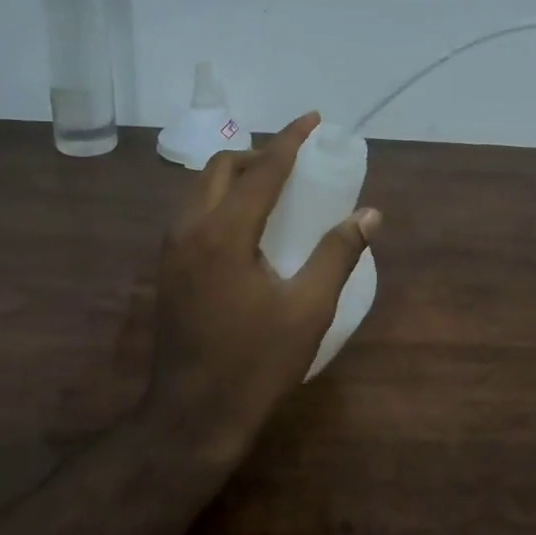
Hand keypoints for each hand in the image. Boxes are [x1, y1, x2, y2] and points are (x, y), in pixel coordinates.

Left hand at [148, 111, 379, 461]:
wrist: (193, 415)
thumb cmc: (256, 364)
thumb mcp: (308, 310)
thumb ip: (338, 255)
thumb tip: (369, 215)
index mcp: (224, 234)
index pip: (262, 169)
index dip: (290, 140)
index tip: (312, 118)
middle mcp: (189, 230)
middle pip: (220, 168)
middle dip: (258, 154)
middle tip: (294, 165)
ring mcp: (170, 251)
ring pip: (198, 189)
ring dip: (235, 177)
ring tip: (272, 191)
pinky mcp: (166, 271)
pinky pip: (191, 214)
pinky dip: (218, 201)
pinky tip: (245, 228)